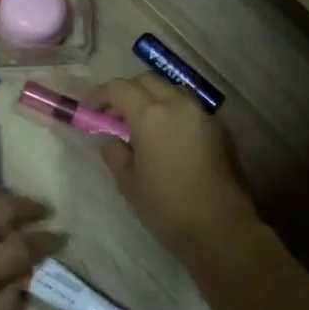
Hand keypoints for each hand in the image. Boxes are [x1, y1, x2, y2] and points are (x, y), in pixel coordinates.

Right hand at [81, 75, 257, 250]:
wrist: (220, 228)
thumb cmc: (166, 207)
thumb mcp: (128, 182)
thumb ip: (113, 152)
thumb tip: (105, 136)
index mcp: (151, 115)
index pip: (119, 88)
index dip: (99, 95)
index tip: (89, 110)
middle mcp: (178, 104)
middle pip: (147, 81)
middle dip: (126, 92)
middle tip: (113, 116)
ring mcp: (202, 114)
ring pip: (171, 89)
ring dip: (152, 97)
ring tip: (141, 124)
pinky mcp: (218, 128)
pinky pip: (189, 106)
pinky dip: (172, 110)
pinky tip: (166, 136)